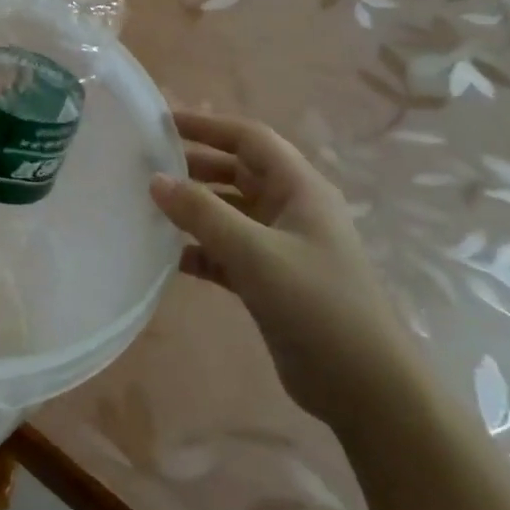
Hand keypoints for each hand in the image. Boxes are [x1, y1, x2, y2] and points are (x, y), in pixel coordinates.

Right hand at [149, 110, 414, 424]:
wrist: (365, 388)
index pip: (250, 139)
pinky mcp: (268, 281)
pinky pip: (224, 251)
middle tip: (143, 163)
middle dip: (193, 164)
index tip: (161, 122)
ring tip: (144, 204)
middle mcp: (290, 211)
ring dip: (191, 208)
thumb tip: (155, 179)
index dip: (208, 125)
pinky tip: (163, 255)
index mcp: (300, 190)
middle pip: (236, 172)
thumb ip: (203, 213)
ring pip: (227, 212)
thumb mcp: (256, 253)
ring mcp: (279, 247)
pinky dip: (196, 249)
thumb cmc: (318, 305)